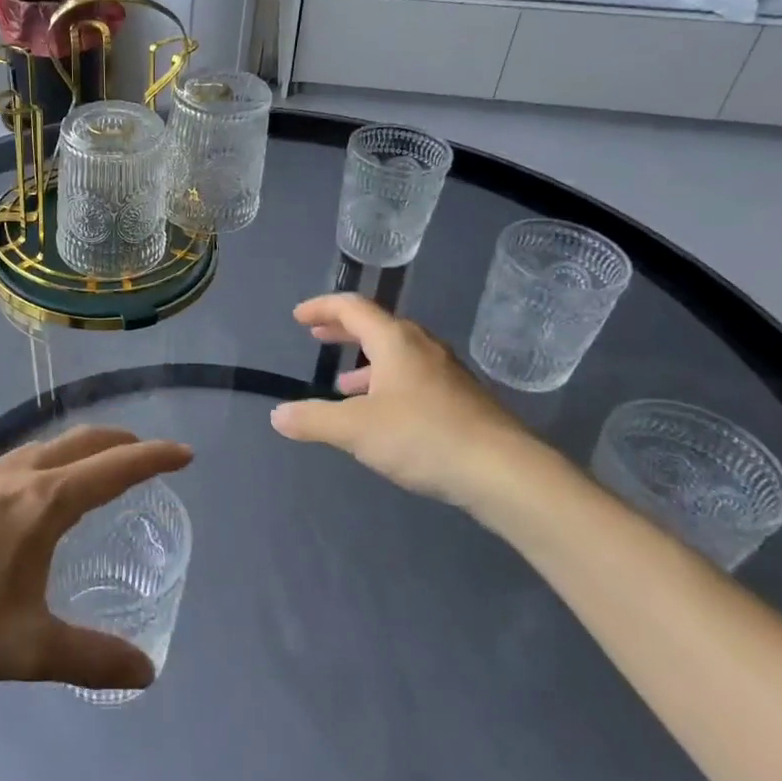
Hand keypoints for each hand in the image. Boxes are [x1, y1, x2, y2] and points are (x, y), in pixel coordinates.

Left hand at [0, 426, 191, 690]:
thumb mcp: (28, 647)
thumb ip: (91, 658)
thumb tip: (146, 672)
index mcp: (43, 501)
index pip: (114, 468)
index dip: (154, 458)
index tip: (185, 454)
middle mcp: (17, 475)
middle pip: (80, 442)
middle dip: (119, 442)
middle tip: (146, 454)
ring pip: (44, 446)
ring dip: (79, 448)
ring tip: (93, 468)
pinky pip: (16, 460)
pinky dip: (45, 461)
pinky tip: (30, 493)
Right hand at [269, 294, 552, 512]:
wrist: (503, 472)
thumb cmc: (423, 437)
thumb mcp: (356, 429)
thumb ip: (313, 419)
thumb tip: (278, 415)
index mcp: (395, 341)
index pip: (353, 308)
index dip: (322, 308)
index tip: (298, 317)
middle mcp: (422, 348)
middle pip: (377, 327)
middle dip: (344, 331)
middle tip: (318, 336)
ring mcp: (446, 373)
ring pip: (398, 355)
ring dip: (366, 363)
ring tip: (344, 385)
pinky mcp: (461, 400)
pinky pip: (414, 378)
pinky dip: (388, 384)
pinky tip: (383, 415)